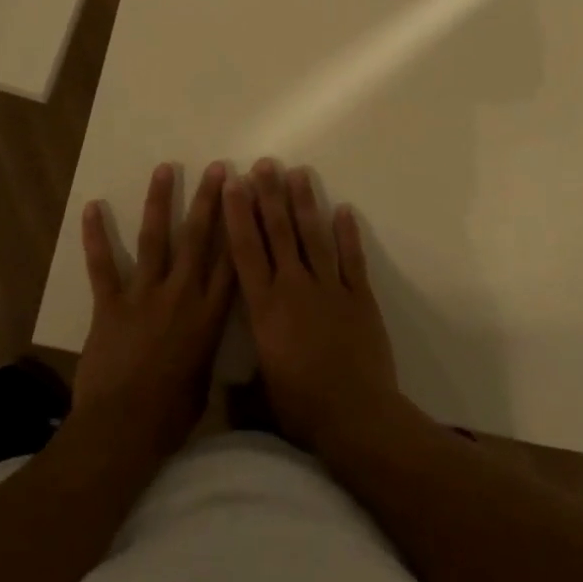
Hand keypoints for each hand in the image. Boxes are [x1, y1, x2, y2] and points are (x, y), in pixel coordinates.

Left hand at [71, 161, 234, 464]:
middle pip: (198, 238)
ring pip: (155, 238)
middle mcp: (181, 295)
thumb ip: (206, 350)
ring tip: (164, 169)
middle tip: (216, 168)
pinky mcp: (110, 303)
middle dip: (208, 200)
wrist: (123, 429)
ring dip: (160, 201)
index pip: (232, 261)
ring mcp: (144, 295)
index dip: (241, 225)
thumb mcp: (203, 382)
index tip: (247, 196)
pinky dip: (95, 236)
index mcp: (209, 316)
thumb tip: (208, 339)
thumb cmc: (170, 416)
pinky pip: (102, 264)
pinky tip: (92, 207)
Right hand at [224, 159, 400, 457]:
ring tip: (299, 173)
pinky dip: (348, 233)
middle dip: (270, 196)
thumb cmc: (302, 409)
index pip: (246, 251)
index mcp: (265, 308)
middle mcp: (294, 288)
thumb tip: (222, 394)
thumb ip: (240, 390)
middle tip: (265, 164)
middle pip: (280, 233)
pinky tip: (343, 210)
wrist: (357, 418)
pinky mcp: (360, 298)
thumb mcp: (260, 399)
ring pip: (315, 236)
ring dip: (305, 203)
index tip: (234, 184)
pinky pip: (352, 259)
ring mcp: (330, 289)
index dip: (239, 214)